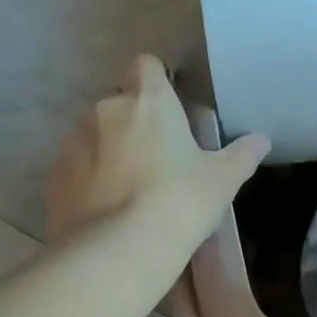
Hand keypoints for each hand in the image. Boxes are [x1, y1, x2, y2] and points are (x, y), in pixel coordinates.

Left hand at [45, 55, 269, 261]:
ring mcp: (73, 142)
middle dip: (136, 120)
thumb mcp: (223, 180)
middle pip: (121, 101)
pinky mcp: (54, 176)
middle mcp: (105, 110)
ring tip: (131, 186)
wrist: (118, 252)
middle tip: (160, 155)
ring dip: (111, 148)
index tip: (173, 106)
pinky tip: (107, 207)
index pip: (147, 64)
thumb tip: (262, 140)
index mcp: (148, 101)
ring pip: (95, 133)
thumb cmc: (179, 202)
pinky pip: (76, 165)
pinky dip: (90, 177)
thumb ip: (243, 154)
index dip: (159, 80)